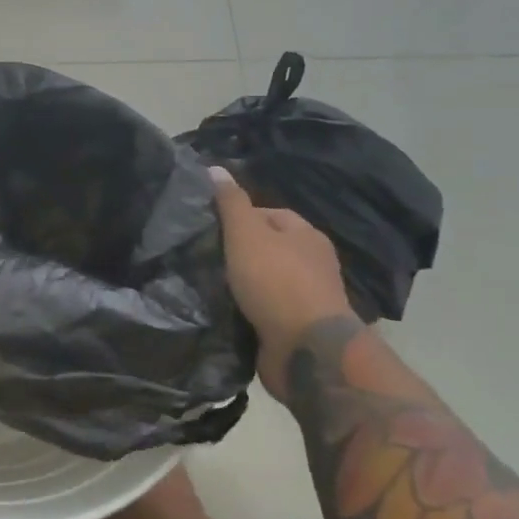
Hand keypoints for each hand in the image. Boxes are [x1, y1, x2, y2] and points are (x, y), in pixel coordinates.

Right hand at [210, 167, 353, 401]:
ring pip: (266, 280)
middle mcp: (312, 263)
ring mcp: (307, 297)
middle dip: (239, 251)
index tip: (210, 228)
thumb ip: (231, 203)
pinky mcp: (297, 327)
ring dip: (242, 283)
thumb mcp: (246, 234)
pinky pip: (266, 308)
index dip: (239, 216)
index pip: (270, 214)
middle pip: (268, 247)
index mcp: (306, 235)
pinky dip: (247, 308)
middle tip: (205, 256)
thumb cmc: (276, 282)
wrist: (306, 350)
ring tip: (208, 283)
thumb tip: (215, 168)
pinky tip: (225, 309)